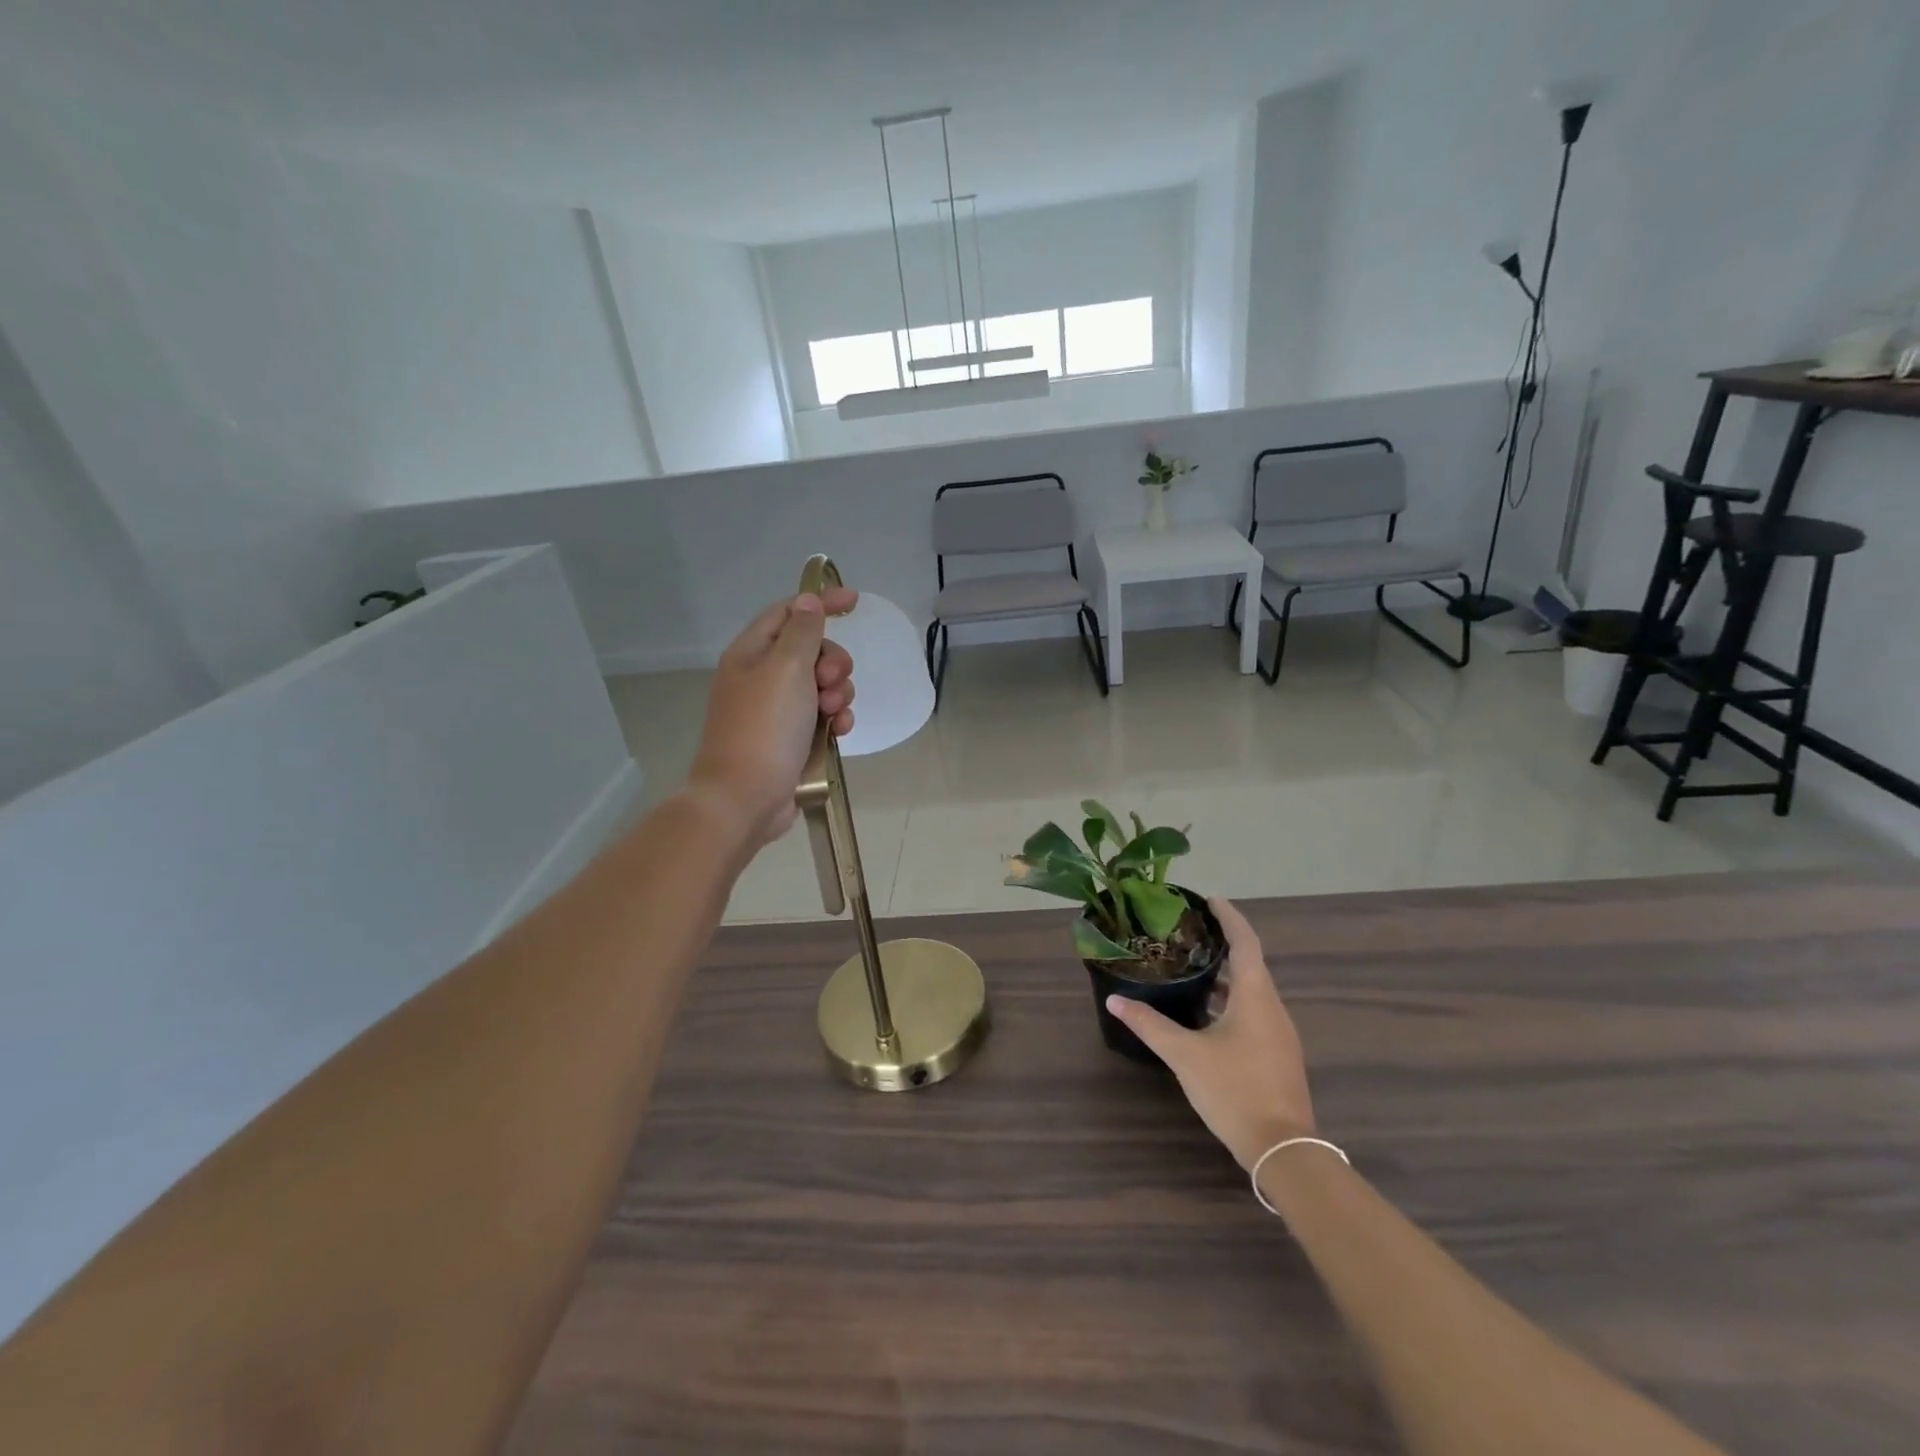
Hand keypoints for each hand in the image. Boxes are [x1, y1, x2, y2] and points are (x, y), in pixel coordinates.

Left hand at [687, 588, 856, 847]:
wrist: (746, 798)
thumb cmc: (764, 727)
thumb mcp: (786, 668)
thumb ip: (802, 632)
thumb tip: (808, 601)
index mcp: (751, 653)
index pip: (788, 612)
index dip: (820, 603)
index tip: (855, 602)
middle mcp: (761, 677)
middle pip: (810, 650)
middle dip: (832, 661)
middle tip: (830, 680)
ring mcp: (776, 710)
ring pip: (821, 685)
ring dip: (837, 693)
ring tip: (834, 713)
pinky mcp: (791, 738)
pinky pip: (822, 716)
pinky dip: (835, 719)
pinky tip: (839, 731)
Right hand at [1106, 898, 1316, 1168]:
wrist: (1283, 1150)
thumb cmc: (1235, 1090)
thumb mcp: (1185, 1055)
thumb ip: (1150, 1025)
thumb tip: (1114, 1002)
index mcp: (1256, 997)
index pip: (1245, 943)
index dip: (1230, 917)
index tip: (1210, 899)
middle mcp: (1273, 1009)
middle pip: (1250, 965)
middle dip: (1222, 946)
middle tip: (1189, 933)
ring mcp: (1279, 1035)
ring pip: (1251, 992)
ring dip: (1225, 977)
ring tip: (1191, 968)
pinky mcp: (1276, 1056)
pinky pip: (1253, 1013)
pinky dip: (1230, 1001)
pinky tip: (1205, 1014)